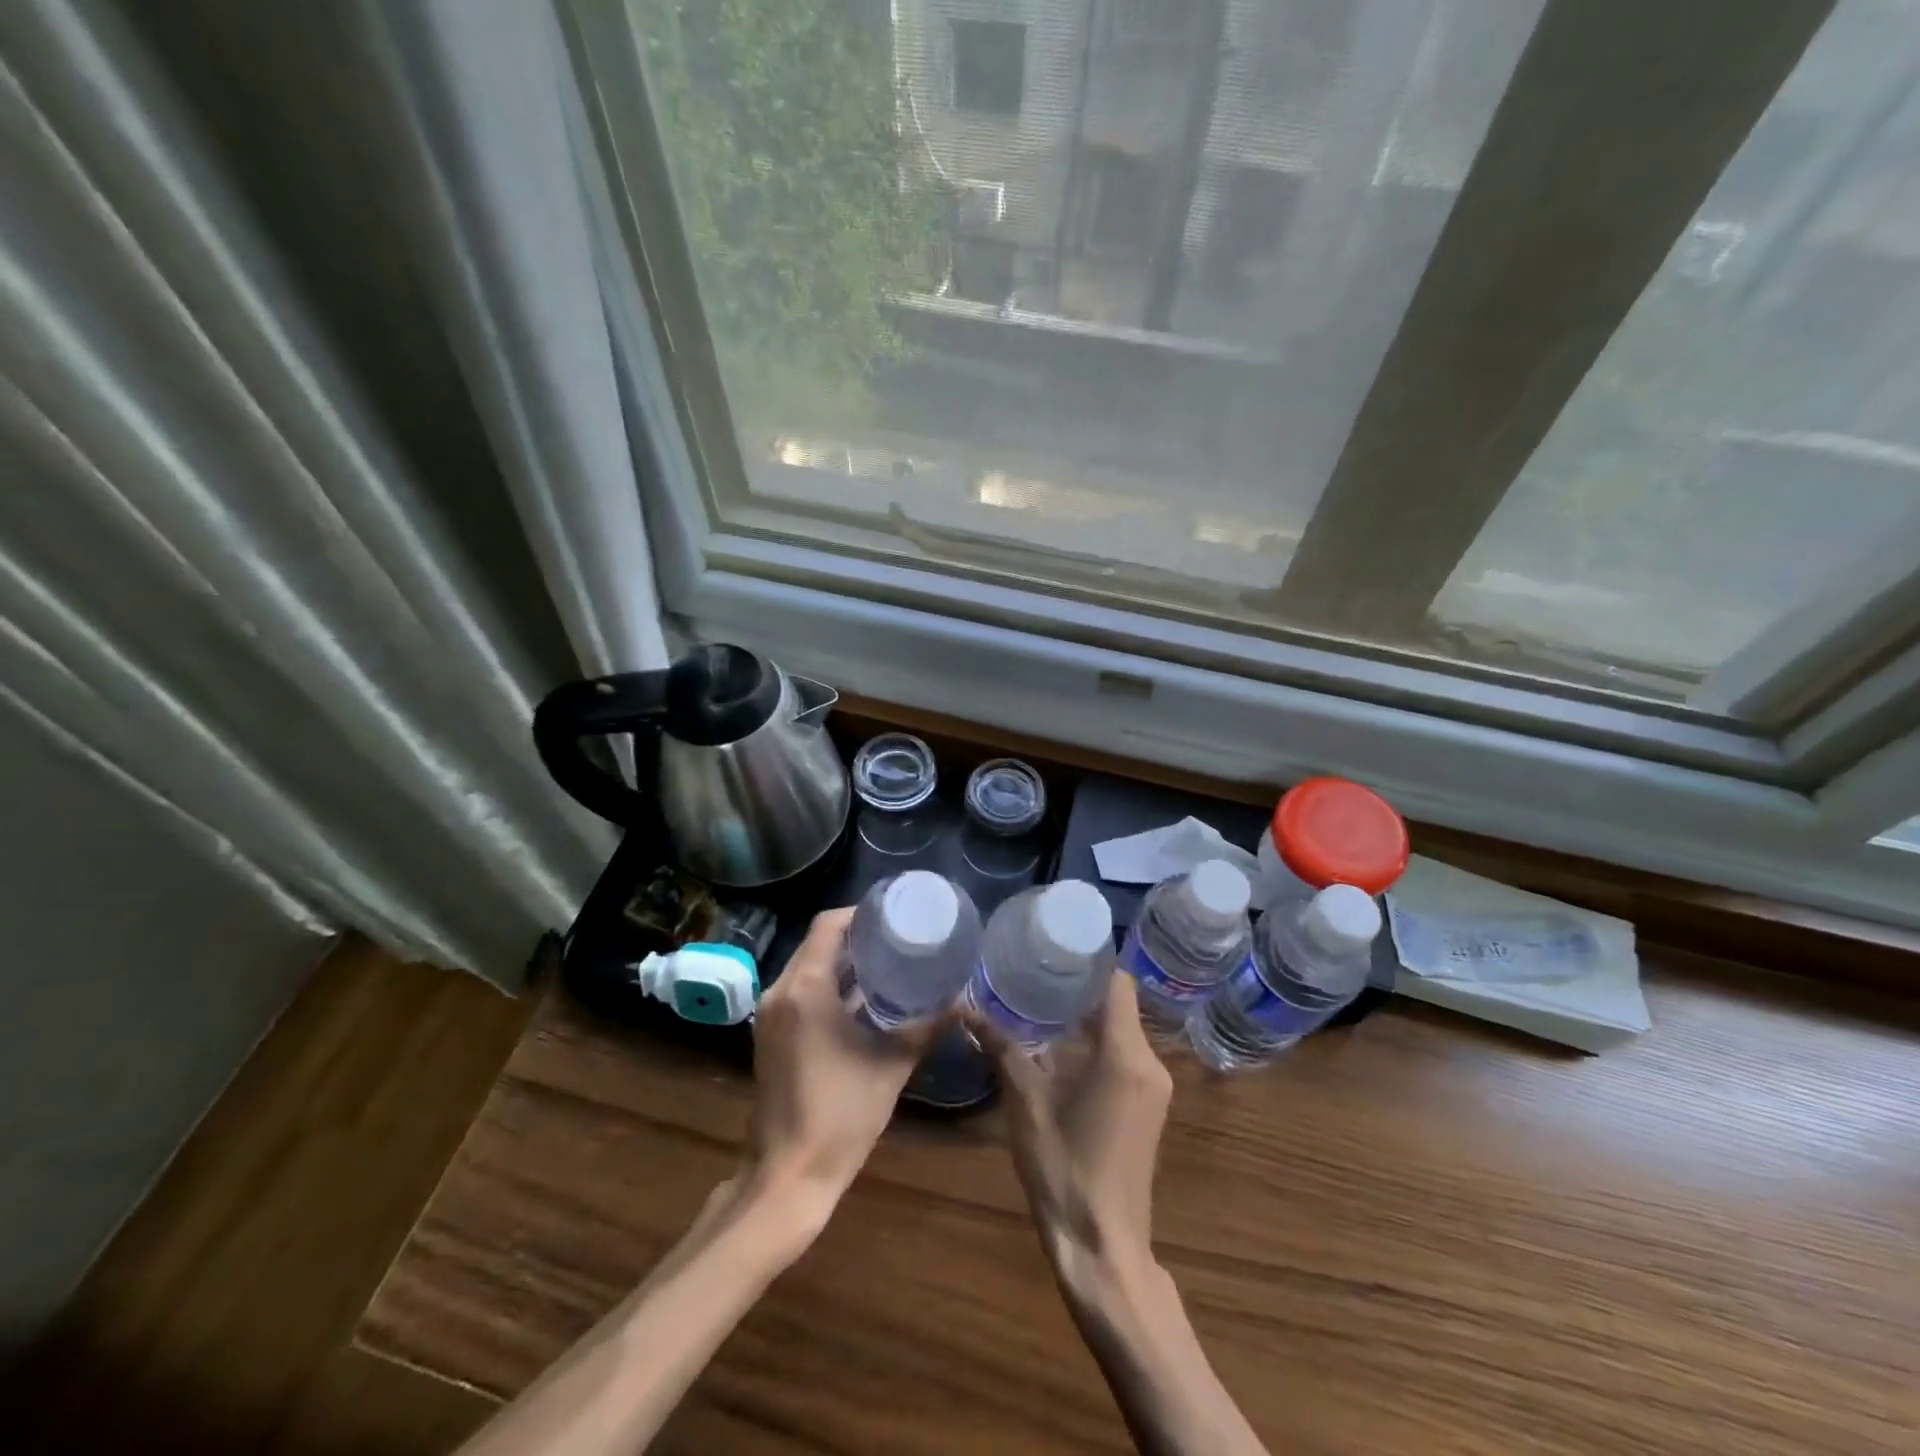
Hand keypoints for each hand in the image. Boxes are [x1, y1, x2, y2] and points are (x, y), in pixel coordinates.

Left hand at [743, 908, 937, 1225]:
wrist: (789, 1176)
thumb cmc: (842, 1115)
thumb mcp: (893, 1065)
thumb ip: (927, 1026)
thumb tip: (963, 1000)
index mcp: (805, 988)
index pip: (828, 925)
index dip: (860, 913)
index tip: (894, 914)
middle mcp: (780, 992)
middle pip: (816, 943)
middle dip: (856, 937)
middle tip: (898, 937)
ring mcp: (770, 1015)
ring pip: (807, 968)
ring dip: (842, 963)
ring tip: (887, 962)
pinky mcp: (770, 1036)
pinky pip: (800, 992)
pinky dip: (828, 986)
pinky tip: (863, 999)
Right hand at [973, 975, 1173, 1292]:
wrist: (1102, 1246)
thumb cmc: (1063, 1169)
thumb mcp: (1025, 1103)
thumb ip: (1001, 1048)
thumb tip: (965, 1009)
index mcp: (1125, 1054)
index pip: (1117, 982)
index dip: (1090, 958)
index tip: (1055, 945)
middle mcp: (1150, 1062)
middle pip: (1119, 1003)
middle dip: (1080, 985)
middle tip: (1036, 968)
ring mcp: (1155, 1087)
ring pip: (1122, 1029)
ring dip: (1087, 1015)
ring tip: (1041, 1000)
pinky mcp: (1149, 1106)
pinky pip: (1126, 1054)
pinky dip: (1097, 1041)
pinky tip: (1060, 1045)